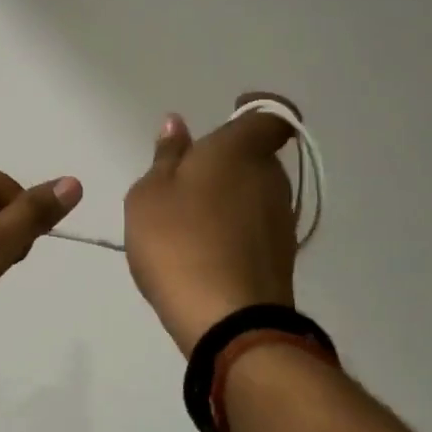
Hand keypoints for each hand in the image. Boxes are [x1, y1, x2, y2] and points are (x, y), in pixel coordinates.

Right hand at [124, 93, 299, 357]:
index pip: (269, 115)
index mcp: (240, 150)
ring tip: (187, 223)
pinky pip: (256, 227)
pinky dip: (234, 230)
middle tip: (183, 182)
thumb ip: (165, 157)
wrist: (227, 321)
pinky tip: (203, 252)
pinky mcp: (282, 256)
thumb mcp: (149, 194)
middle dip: (226, 162)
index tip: (227, 118)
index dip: (254, 111)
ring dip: (228, 198)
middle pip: (256, 155)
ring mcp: (281, 219)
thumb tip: (177, 126)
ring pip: (255, 192)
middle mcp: (271, 177)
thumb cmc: (178, 241)